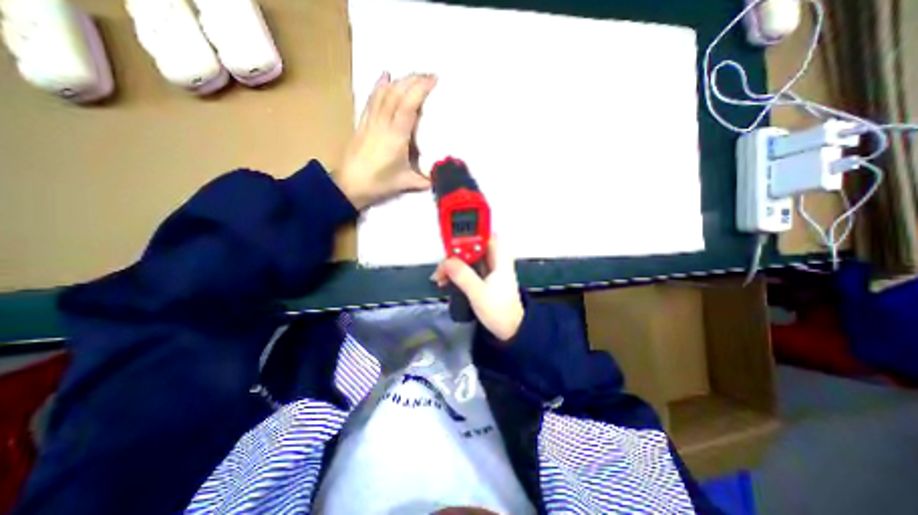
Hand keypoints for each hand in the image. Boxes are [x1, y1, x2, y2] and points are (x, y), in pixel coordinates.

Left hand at [337, 70, 439, 209]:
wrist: (350, 185)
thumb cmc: (378, 184)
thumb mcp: (406, 183)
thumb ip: (425, 180)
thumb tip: (440, 178)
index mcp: (396, 137)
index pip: (409, 106)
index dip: (421, 90)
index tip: (434, 80)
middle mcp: (383, 124)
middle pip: (397, 94)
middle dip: (413, 80)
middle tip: (429, 76)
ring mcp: (371, 121)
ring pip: (384, 94)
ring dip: (400, 81)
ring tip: (413, 76)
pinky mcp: (363, 123)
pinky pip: (372, 100)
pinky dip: (380, 86)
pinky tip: (385, 76)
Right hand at [430, 236, 523, 342]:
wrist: (509, 330)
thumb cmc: (499, 311)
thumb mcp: (478, 293)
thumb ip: (462, 276)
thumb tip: (446, 262)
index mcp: (499, 259)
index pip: (484, 235)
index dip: (468, 233)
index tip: (451, 241)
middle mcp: (494, 260)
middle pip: (471, 246)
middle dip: (455, 253)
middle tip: (442, 265)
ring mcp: (488, 269)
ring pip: (467, 257)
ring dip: (453, 264)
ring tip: (441, 276)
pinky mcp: (483, 277)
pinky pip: (467, 268)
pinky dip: (456, 272)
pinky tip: (446, 280)